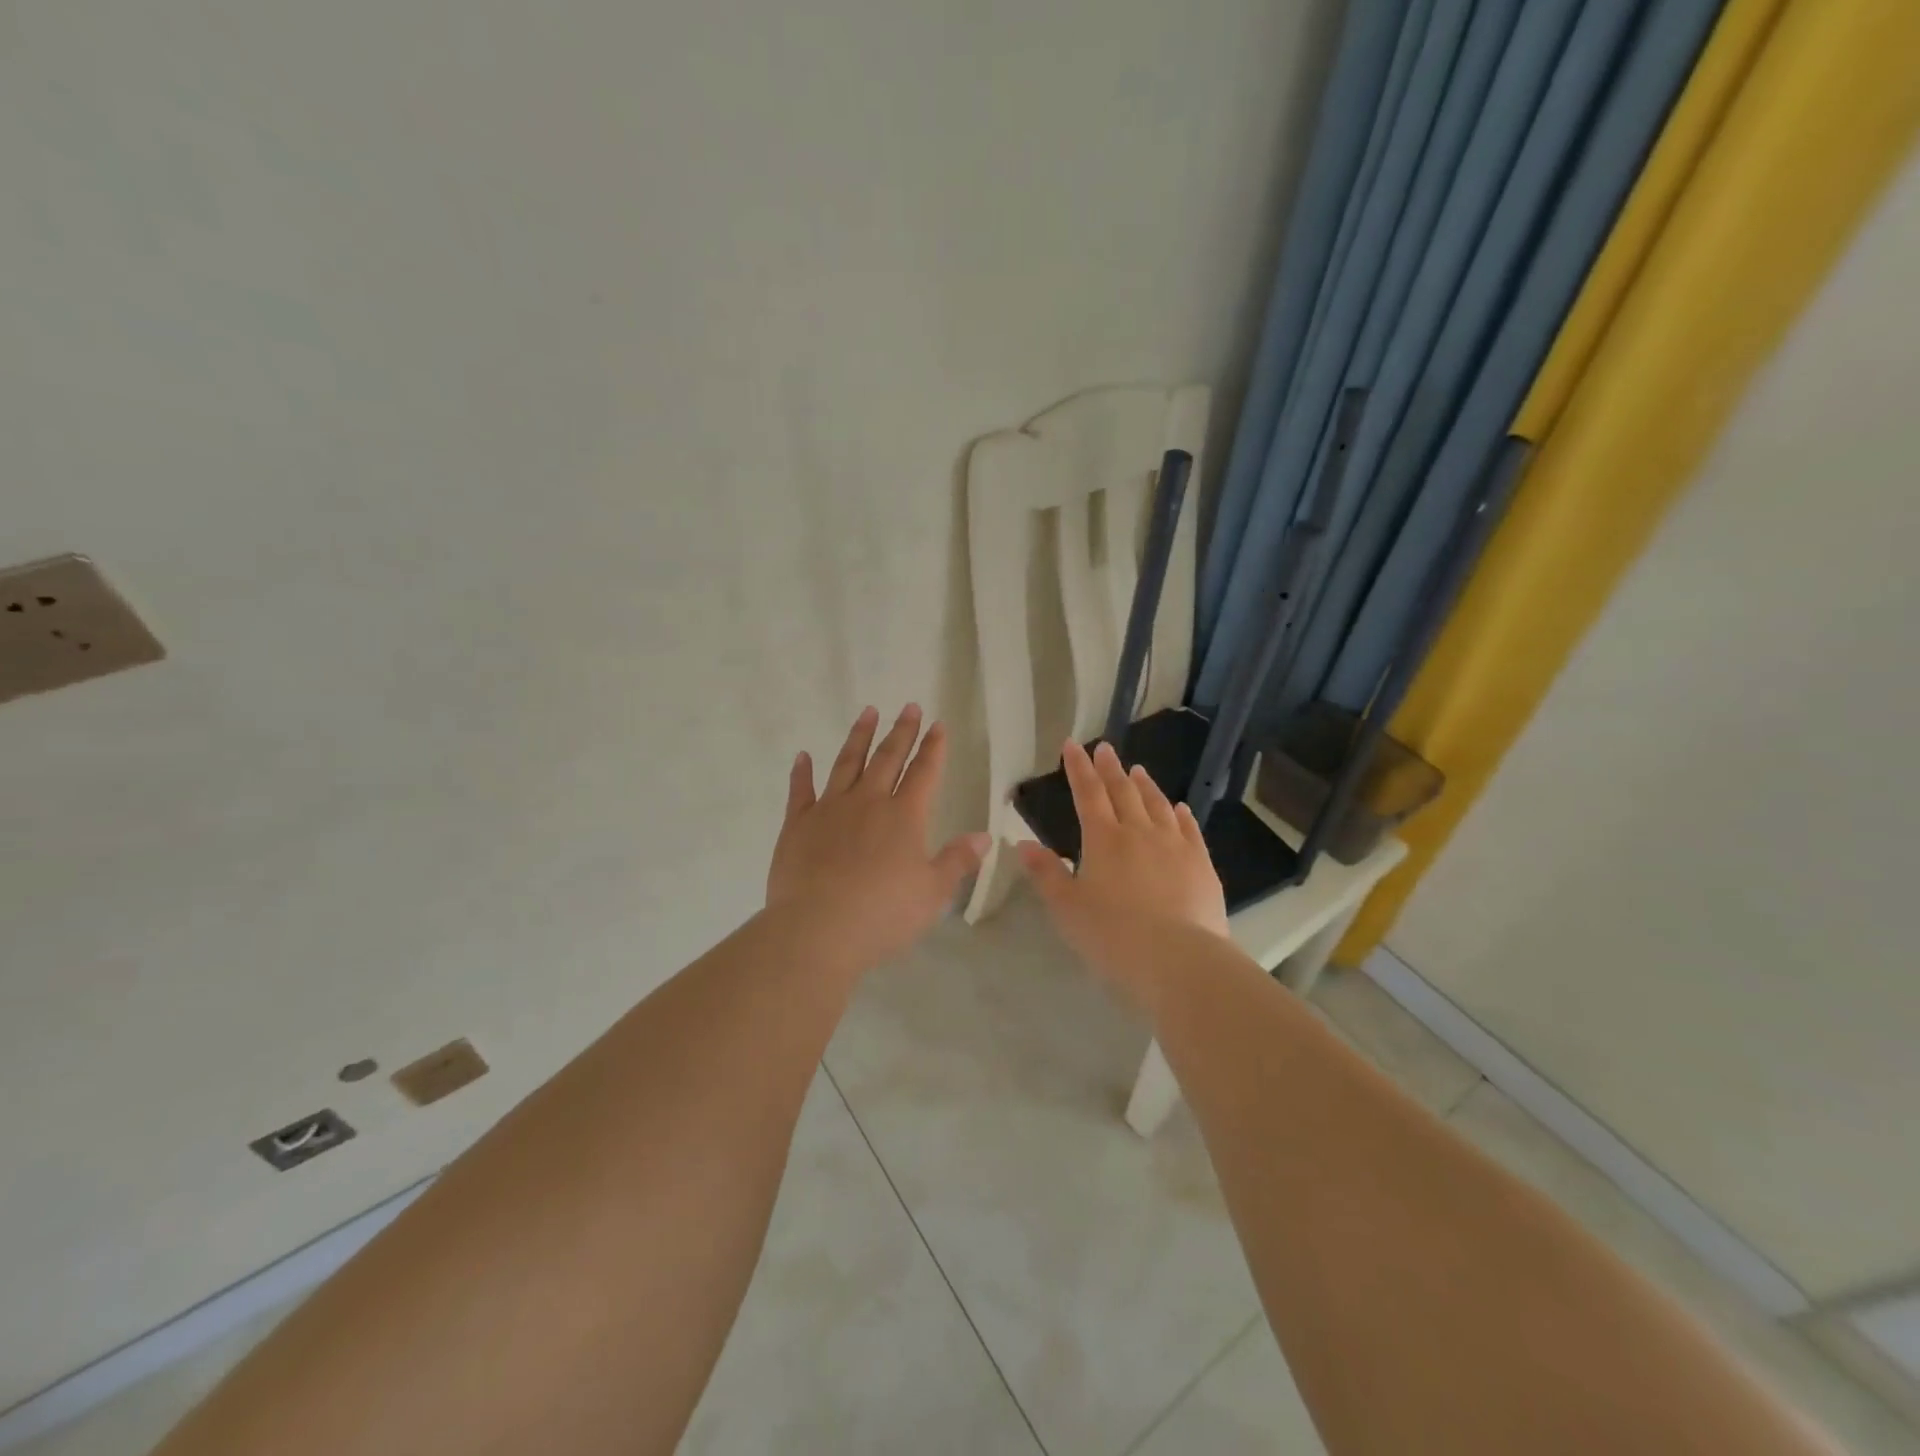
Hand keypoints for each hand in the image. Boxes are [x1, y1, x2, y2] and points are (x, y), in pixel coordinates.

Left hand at [766, 704, 989, 977]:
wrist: (818, 930)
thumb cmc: (883, 914)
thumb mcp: (932, 892)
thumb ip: (958, 860)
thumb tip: (984, 836)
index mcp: (904, 816)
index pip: (924, 772)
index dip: (933, 748)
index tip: (937, 724)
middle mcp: (868, 802)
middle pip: (888, 758)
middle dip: (901, 731)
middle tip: (908, 706)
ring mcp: (829, 809)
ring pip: (846, 763)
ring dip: (858, 737)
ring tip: (867, 712)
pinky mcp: (797, 825)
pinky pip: (800, 791)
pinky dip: (802, 772)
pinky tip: (803, 757)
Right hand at [1018, 740, 1228, 1007]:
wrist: (1179, 959)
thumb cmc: (1113, 936)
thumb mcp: (1067, 908)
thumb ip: (1046, 874)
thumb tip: (1022, 844)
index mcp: (1104, 839)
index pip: (1088, 793)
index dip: (1079, 768)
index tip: (1073, 745)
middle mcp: (1140, 832)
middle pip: (1123, 791)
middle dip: (1110, 768)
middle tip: (1105, 748)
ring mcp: (1174, 845)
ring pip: (1158, 805)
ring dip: (1145, 785)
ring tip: (1138, 770)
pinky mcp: (1201, 864)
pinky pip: (1189, 829)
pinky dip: (1181, 814)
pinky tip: (1179, 807)